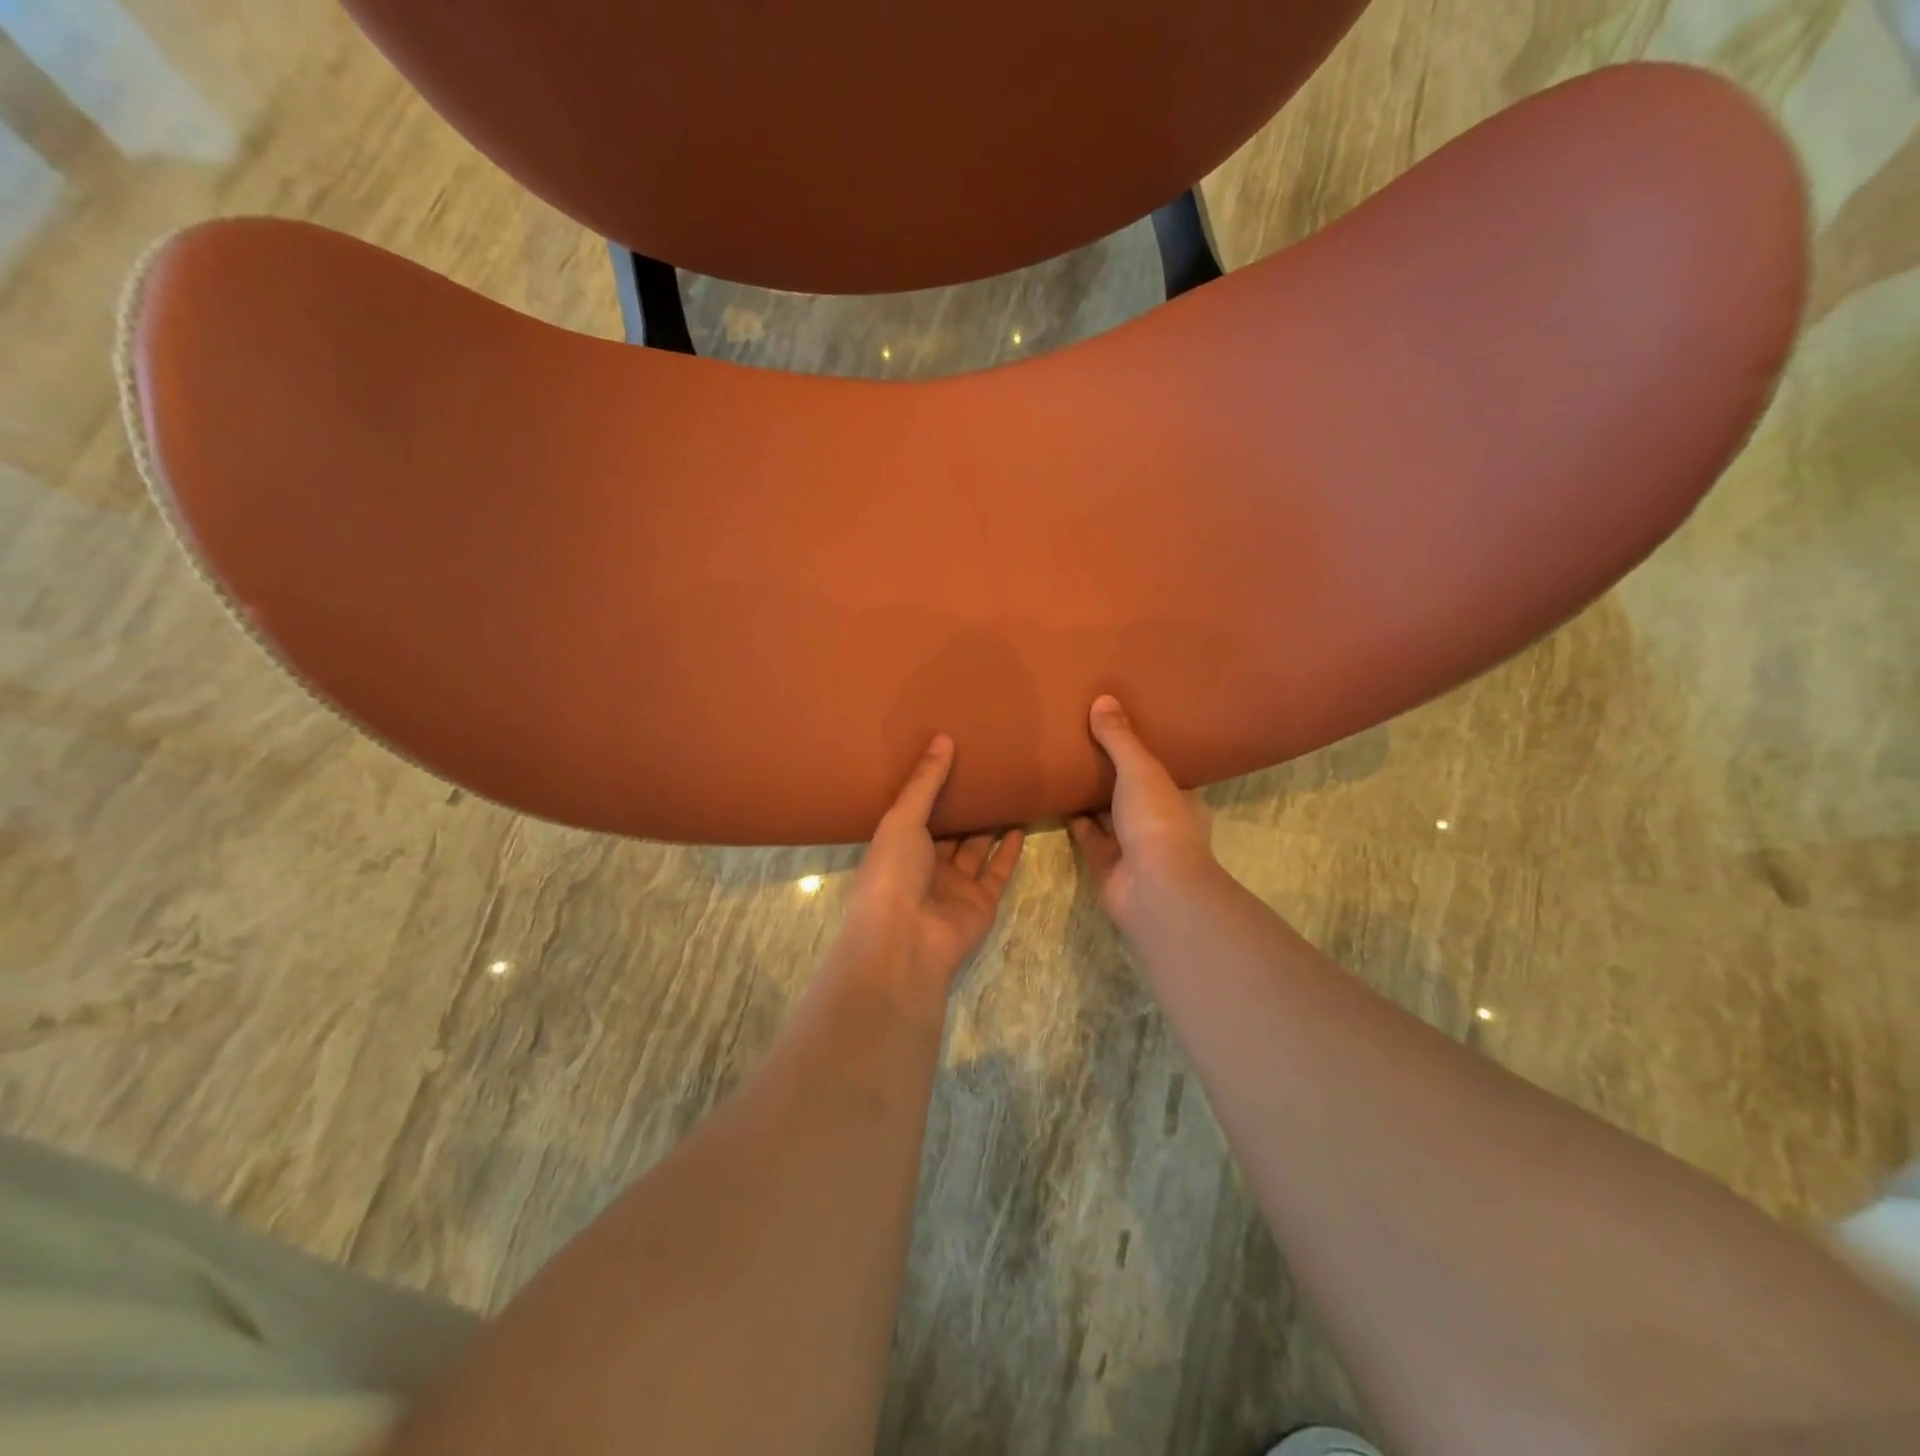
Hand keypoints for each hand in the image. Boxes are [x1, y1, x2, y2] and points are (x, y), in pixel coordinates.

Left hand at [842, 736, 1024, 1002]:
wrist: (906, 940)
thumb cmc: (893, 873)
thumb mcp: (902, 819)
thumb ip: (925, 781)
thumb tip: (942, 738)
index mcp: (899, 847)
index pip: (918, 813)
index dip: (933, 789)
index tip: (954, 758)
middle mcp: (926, 866)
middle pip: (950, 830)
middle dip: (965, 805)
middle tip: (987, 770)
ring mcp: (955, 886)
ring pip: (977, 848)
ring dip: (991, 824)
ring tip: (1009, 791)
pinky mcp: (982, 901)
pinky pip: (998, 870)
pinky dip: (1010, 850)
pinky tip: (1022, 825)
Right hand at [1069, 696, 1216, 929]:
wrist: (1152, 888)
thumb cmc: (1158, 821)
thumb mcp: (1141, 769)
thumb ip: (1121, 738)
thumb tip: (1103, 699)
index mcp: (1182, 800)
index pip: (1165, 771)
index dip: (1146, 752)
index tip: (1125, 729)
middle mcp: (1159, 822)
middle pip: (1133, 791)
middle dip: (1114, 772)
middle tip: (1087, 739)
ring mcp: (1132, 845)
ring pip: (1108, 813)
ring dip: (1090, 794)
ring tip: (1065, 761)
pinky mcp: (1105, 863)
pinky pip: (1086, 834)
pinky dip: (1072, 817)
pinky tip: (1053, 795)